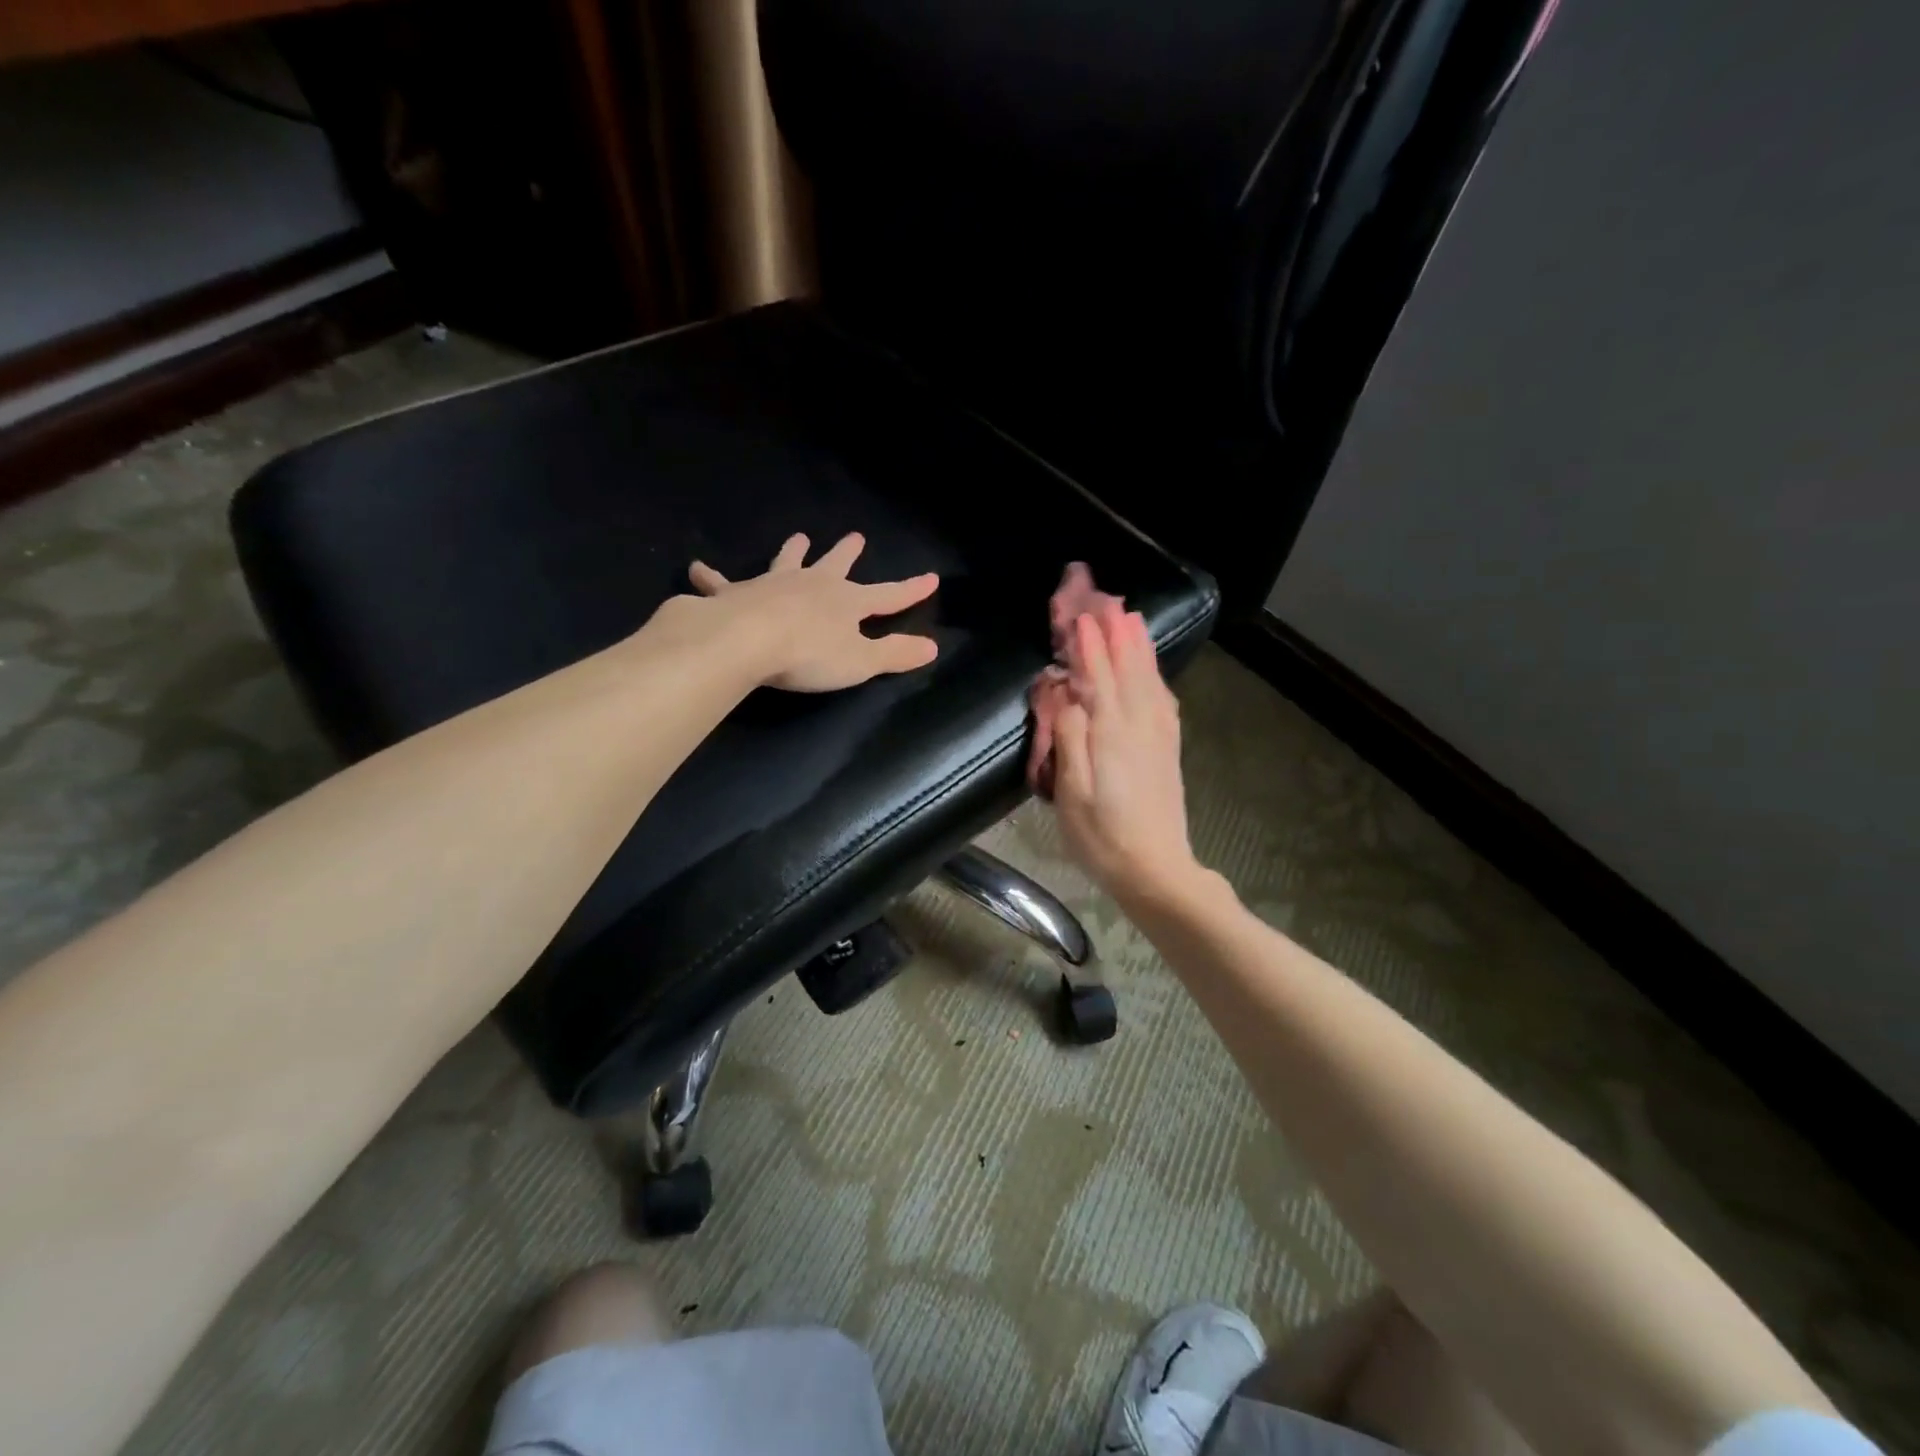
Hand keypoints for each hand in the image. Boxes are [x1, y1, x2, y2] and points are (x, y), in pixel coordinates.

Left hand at [684, 532, 939, 691]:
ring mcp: (772, 585)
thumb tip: (933, 647)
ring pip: (787, 562)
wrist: (746, 641)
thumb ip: (895, 654)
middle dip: (847, 553)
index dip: (911, 590)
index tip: (931, 578)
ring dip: (793, 551)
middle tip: (855, 537)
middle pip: (835, 566)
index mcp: (846, 602)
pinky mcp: (734, 594)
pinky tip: (697, 569)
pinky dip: (710, 577)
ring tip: (799, 537)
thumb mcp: (861, 661)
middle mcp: (812, 585)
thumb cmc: (808, 654)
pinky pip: (720, 583)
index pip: (888, 596)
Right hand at [1049, 603, 1201, 905]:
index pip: (1098, 677)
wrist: (1156, 871)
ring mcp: (1159, 737)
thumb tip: (1065, 694)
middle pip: (1128, 669)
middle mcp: (1140, 725)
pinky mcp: (1168, 750)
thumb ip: (1069, 738)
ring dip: (1139, 648)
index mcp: (1111, 732)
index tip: (1081, 615)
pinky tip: (1153, 671)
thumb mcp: (1071, 793)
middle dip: (1117, 634)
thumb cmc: (1102, 836)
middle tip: (1108, 601)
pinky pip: (1163, 700)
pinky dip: (1155, 676)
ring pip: (1149, 680)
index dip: (1089, 645)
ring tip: (1133, 619)